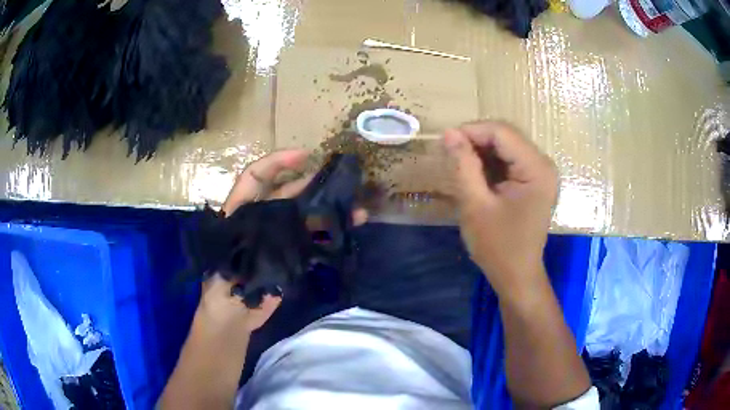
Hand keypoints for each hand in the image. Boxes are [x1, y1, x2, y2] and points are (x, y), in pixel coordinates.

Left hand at [203, 150, 366, 332]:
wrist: (233, 319)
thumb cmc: (220, 292)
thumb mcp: (221, 265)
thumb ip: (244, 242)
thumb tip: (275, 231)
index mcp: (238, 213)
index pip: (254, 178)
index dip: (276, 162)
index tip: (304, 155)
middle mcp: (260, 219)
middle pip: (286, 193)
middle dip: (311, 183)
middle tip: (340, 180)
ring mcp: (278, 238)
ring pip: (304, 215)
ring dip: (328, 209)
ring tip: (355, 207)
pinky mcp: (291, 256)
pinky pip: (312, 239)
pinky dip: (331, 233)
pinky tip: (350, 228)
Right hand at [443, 121, 557, 293]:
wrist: (517, 276)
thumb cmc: (497, 246)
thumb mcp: (475, 205)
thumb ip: (463, 165)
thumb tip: (448, 133)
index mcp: (536, 169)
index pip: (501, 132)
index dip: (471, 131)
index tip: (444, 143)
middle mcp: (544, 164)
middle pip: (506, 136)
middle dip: (475, 141)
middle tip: (450, 156)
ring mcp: (541, 172)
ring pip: (506, 145)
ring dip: (481, 151)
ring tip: (460, 167)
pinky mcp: (535, 180)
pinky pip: (510, 159)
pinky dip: (490, 162)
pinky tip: (476, 175)